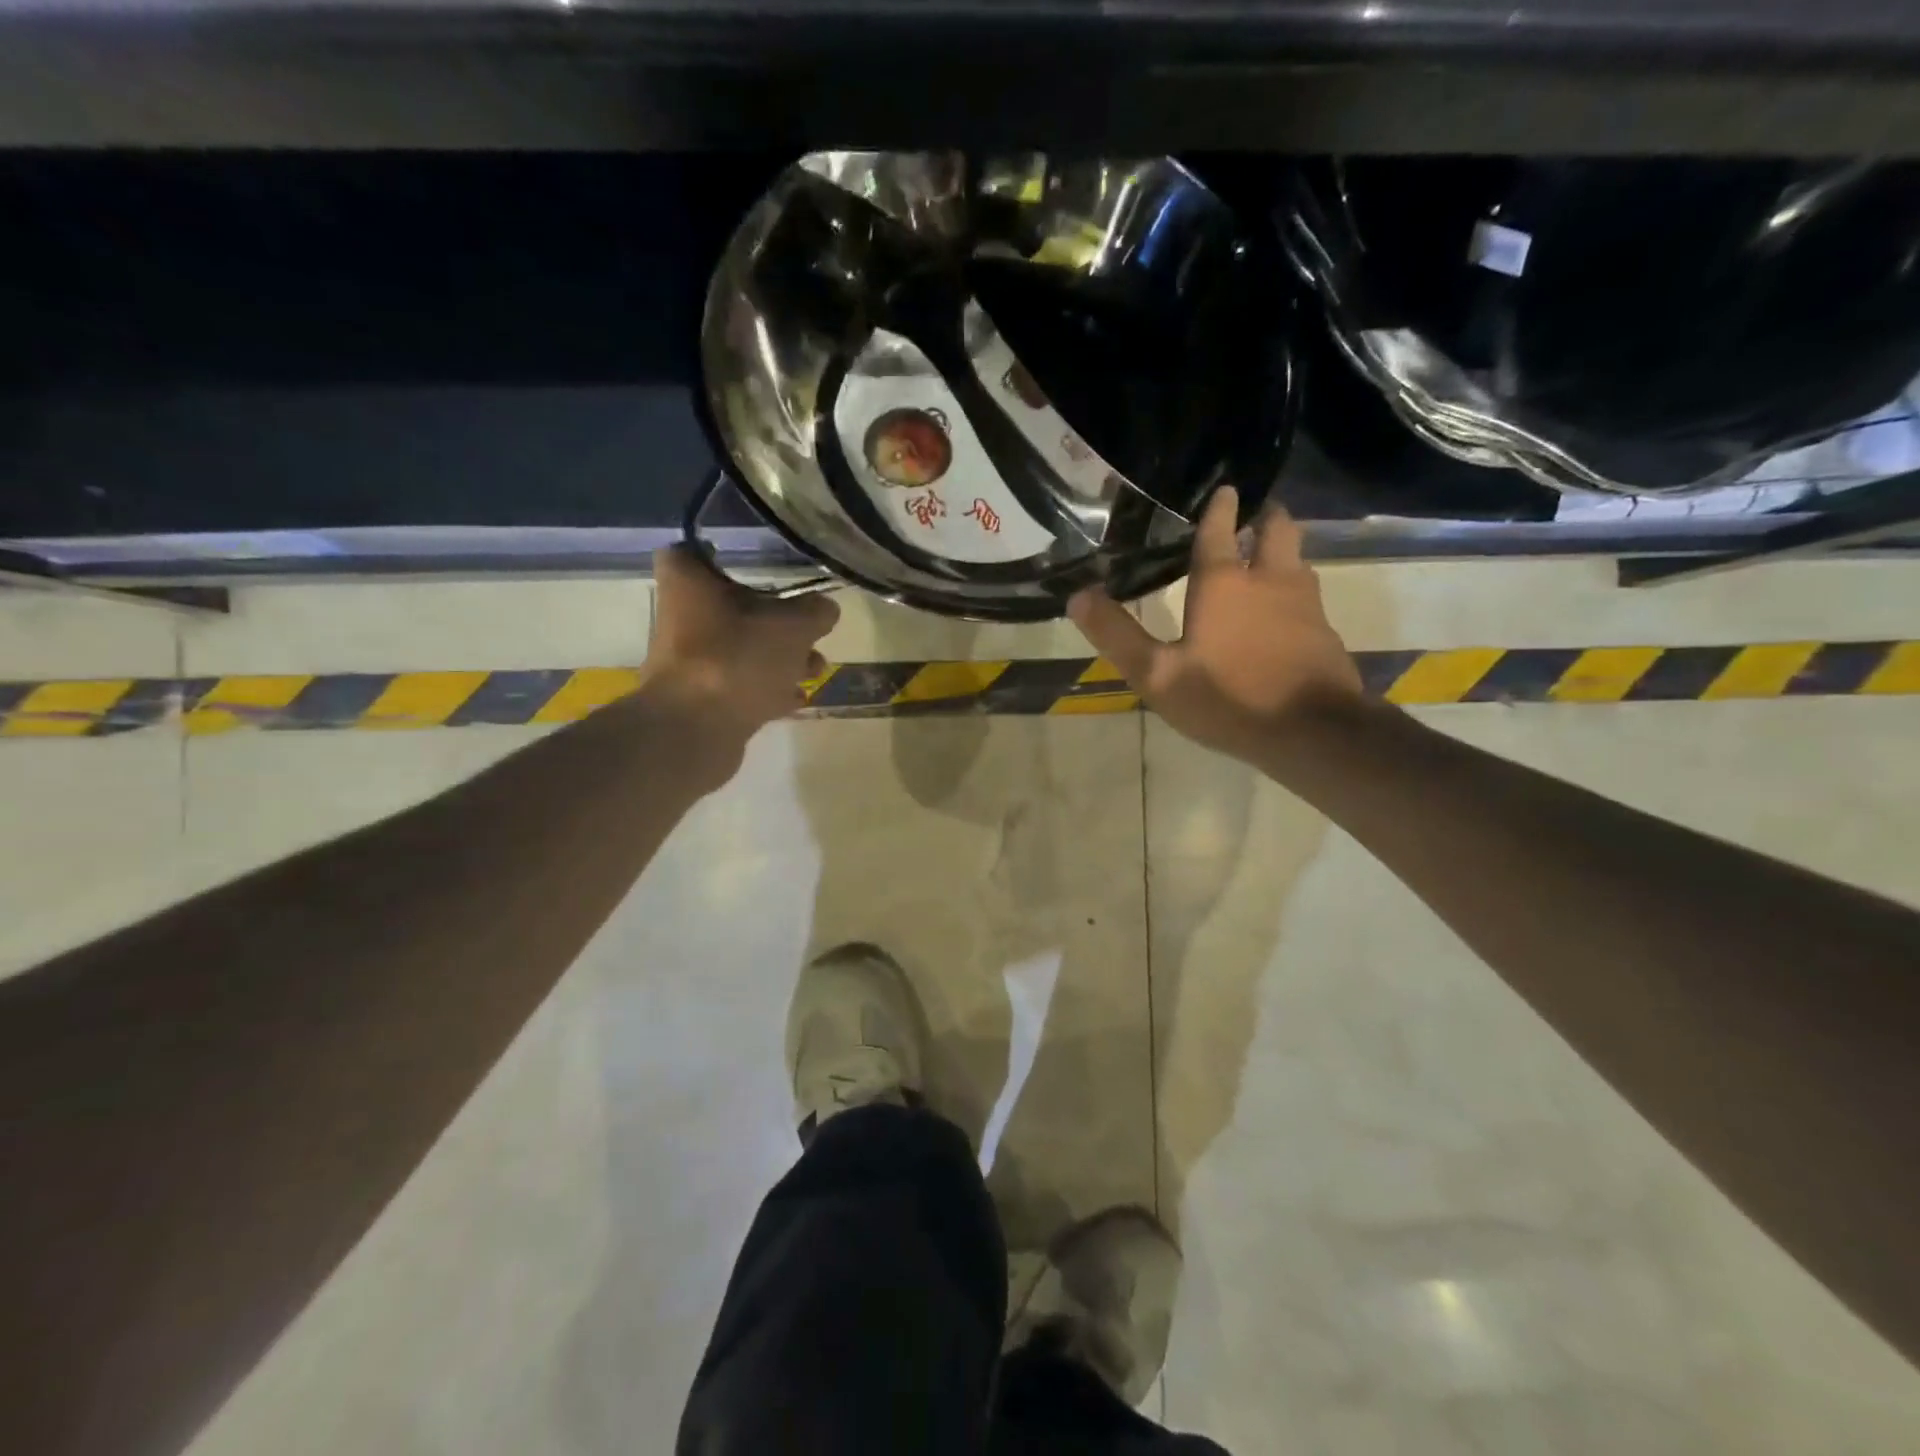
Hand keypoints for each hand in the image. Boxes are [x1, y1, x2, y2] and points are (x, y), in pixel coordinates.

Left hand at [639, 546, 839, 776]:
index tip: (758, 564)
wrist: (695, 731)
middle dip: (773, 617)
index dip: (723, 555)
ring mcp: (689, 663)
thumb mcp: (793, 627)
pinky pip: (740, 684)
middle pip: (730, 607)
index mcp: (689, 584)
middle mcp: (681, 618)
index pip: (693, 553)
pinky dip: (768, 688)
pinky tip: (799, 698)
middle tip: (807, 625)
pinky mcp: (701, 700)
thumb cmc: (737, 658)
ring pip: (740, 648)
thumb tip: (826, 608)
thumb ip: (815, 612)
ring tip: (816, 668)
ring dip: (778, 657)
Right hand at [1068, 488, 1363, 769]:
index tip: (1225, 488)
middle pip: (1277, 530)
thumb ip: (1117, 635)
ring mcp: (1306, 605)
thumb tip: (1078, 596)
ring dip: (1283, 548)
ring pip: (1298, 559)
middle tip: (1255, 508)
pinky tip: (1285, 607)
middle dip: (1265, 514)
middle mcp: (1270, 580)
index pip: (1221, 531)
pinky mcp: (1325, 632)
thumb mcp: (1157, 675)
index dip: (1220, 507)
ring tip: (1268, 550)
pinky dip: (1295, 586)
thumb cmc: (1228, 698)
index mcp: (1225, 583)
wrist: (1312, 732)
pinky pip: (1309, 594)